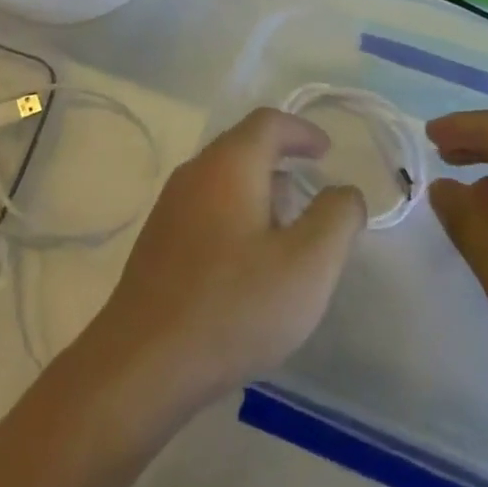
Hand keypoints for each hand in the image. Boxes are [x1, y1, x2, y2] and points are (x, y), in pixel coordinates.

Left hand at [82, 108, 366, 422]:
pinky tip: (247, 263)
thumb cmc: (233, 307)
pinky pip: (206, 209)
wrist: (143, 364)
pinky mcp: (158, 241)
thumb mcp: (308, 265)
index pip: (268, 123)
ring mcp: (170, 207)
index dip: (302, 131)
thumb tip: (344, 191)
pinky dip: (236, 216)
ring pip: (223, 180)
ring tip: (286, 233)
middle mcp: (194, 173)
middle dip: (282, 162)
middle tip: (312, 195)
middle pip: (243, 147)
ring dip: (259, 193)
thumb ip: (336, 218)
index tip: (326, 152)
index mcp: (229, 164)